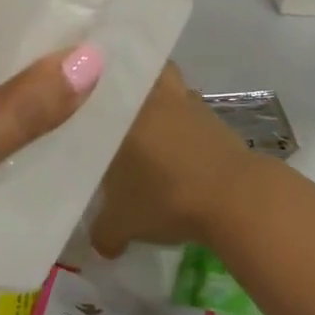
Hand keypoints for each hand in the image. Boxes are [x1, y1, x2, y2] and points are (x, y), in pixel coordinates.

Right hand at [90, 63, 261, 258]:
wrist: (235, 198)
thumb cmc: (166, 199)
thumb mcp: (122, 224)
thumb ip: (103, 231)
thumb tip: (99, 243)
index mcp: (120, 112)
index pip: (97, 89)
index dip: (87, 93)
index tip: (79, 105)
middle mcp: (152, 98)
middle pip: (139, 71)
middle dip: (128, 84)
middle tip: (115, 108)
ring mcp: (187, 105)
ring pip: (169, 85)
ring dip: (161, 100)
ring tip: (148, 126)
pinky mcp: (216, 119)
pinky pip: (191, 111)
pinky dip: (184, 123)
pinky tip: (177, 148)